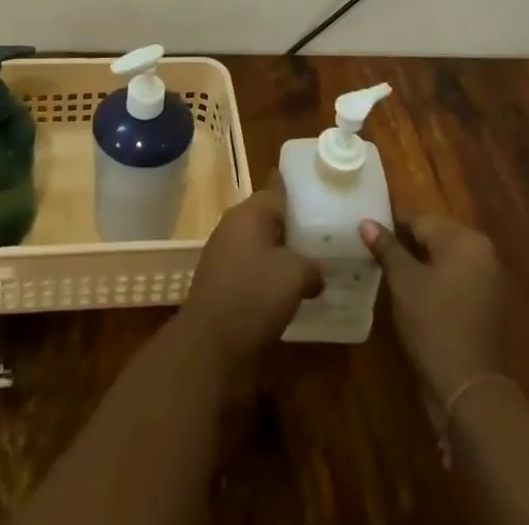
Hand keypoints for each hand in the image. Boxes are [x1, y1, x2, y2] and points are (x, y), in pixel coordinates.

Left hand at [180, 175, 322, 363]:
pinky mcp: (219, 278)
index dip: (293, 187)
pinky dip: (266, 271)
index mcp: (249, 213)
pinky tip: (284, 289)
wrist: (209, 341)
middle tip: (319, 232)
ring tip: (308, 262)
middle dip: (290, 224)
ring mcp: (222, 251)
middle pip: (267, 215)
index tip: (313, 186)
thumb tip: (316, 273)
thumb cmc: (253, 295)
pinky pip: (249, 264)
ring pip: (258, 241)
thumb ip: (311, 267)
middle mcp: (233, 224)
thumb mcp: (294, 276)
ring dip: (279, 251)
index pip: (275, 188)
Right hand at [361, 213, 508, 402]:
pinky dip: (436, 284)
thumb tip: (366, 222)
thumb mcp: (403, 281)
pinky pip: (456, 283)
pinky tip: (414, 296)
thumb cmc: (434, 324)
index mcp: (465, 240)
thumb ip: (387, 247)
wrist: (470, 391)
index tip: (368, 232)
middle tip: (376, 253)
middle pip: (435, 239)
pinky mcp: (488, 308)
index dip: (391, 225)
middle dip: (406, 245)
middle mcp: (483, 254)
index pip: (420, 220)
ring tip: (390, 274)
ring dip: (420, 265)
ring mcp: (489, 282)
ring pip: (445, 262)